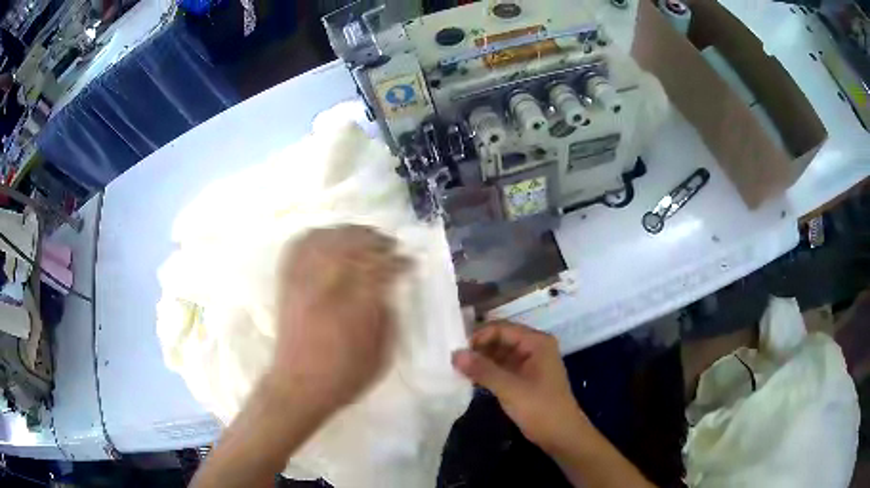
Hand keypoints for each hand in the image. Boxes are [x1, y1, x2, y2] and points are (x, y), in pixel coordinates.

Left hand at [269, 225, 408, 415]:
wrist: (297, 387)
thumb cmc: (343, 377)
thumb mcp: (381, 356)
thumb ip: (387, 318)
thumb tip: (388, 290)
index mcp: (353, 309)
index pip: (379, 269)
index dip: (397, 261)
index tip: (409, 261)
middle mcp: (326, 289)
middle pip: (351, 245)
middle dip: (374, 239)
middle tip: (389, 244)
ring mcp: (303, 283)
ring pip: (324, 240)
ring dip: (347, 232)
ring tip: (362, 236)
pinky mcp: (287, 285)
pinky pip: (298, 248)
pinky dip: (314, 236)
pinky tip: (327, 238)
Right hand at [452, 322, 586, 449]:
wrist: (561, 436)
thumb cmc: (540, 409)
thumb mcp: (510, 389)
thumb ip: (483, 370)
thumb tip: (455, 354)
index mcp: (536, 342)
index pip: (502, 328)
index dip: (478, 336)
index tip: (455, 350)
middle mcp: (534, 347)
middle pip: (500, 339)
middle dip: (478, 348)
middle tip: (452, 360)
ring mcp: (530, 363)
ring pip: (499, 354)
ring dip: (480, 360)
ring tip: (456, 369)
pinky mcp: (525, 378)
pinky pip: (502, 367)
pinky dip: (487, 371)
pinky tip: (469, 379)